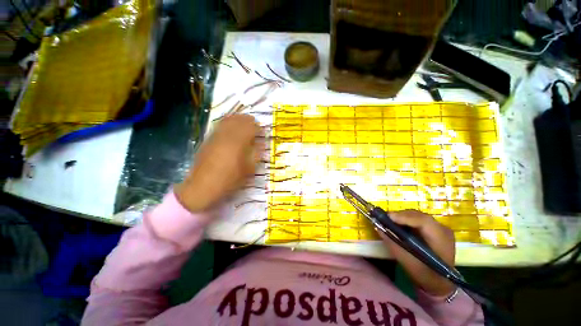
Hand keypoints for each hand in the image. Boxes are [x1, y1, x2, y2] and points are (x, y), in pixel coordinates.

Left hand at [175, 114, 261, 212]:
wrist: (203, 186)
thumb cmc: (230, 179)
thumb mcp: (249, 169)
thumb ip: (256, 154)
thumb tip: (261, 143)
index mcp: (238, 142)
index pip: (250, 127)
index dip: (258, 127)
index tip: (262, 131)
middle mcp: (226, 135)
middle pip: (239, 120)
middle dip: (248, 120)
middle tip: (254, 125)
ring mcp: (215, 136)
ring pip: (228, 120)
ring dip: (237, 119)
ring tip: (244, 123)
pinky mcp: (208, 139)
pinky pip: (219, 125)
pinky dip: (227, 123)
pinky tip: (230, 128)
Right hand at [378, 210, 455, 296]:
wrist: (440, 283)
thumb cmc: (425, 275)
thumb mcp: (407, 262)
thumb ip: (393, 243)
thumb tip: (378, 227)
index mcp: (441, 239)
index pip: (423, 221)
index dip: (404, 217)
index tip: (387, 217)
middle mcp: (442, 229)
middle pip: (419, 216)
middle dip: (400, 215)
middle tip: (385, 218)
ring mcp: (439, 228)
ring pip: (417, 216)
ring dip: (402, 217)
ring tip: (389, 221)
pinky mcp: (434, 229)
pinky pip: (418, 219)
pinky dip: (406, 220)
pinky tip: (398, 225)